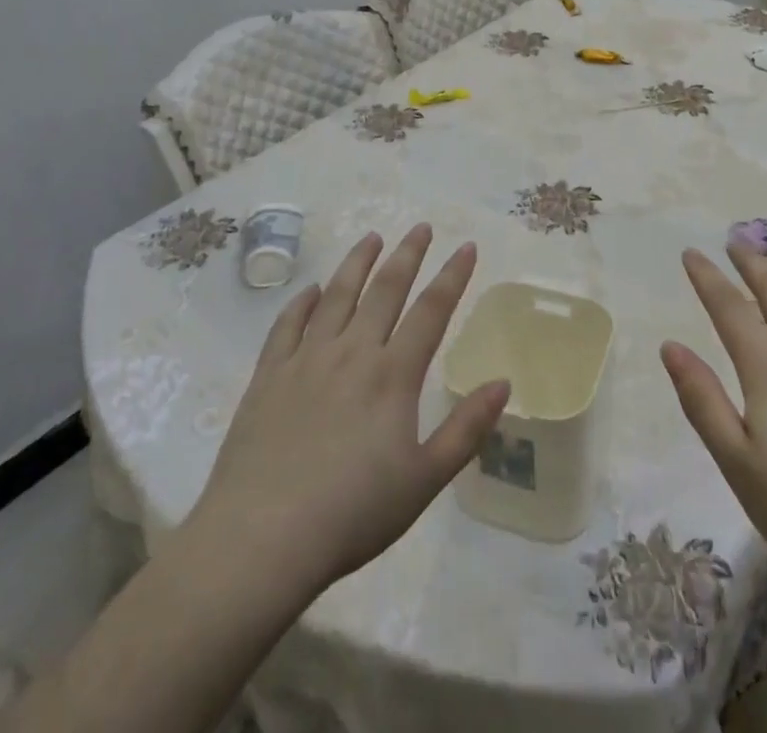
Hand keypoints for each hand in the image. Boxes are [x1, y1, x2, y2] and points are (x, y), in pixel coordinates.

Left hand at [177, 225, 510, 600]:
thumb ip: (466, 429)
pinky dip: (303, 302)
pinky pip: (288, 325)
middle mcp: (352, 352)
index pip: (431, 310)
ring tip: (371, 237)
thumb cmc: (352, 513)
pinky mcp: (269, 376)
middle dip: (407, 254)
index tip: (467, 246)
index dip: (452, 275)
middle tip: (421, 227)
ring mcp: (306, 359)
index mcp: (393, 374)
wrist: (262, 539)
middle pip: (385, 290)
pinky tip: (311, 290)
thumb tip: (503, 383)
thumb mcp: (424, 480)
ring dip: (357, 263)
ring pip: (337, 295)